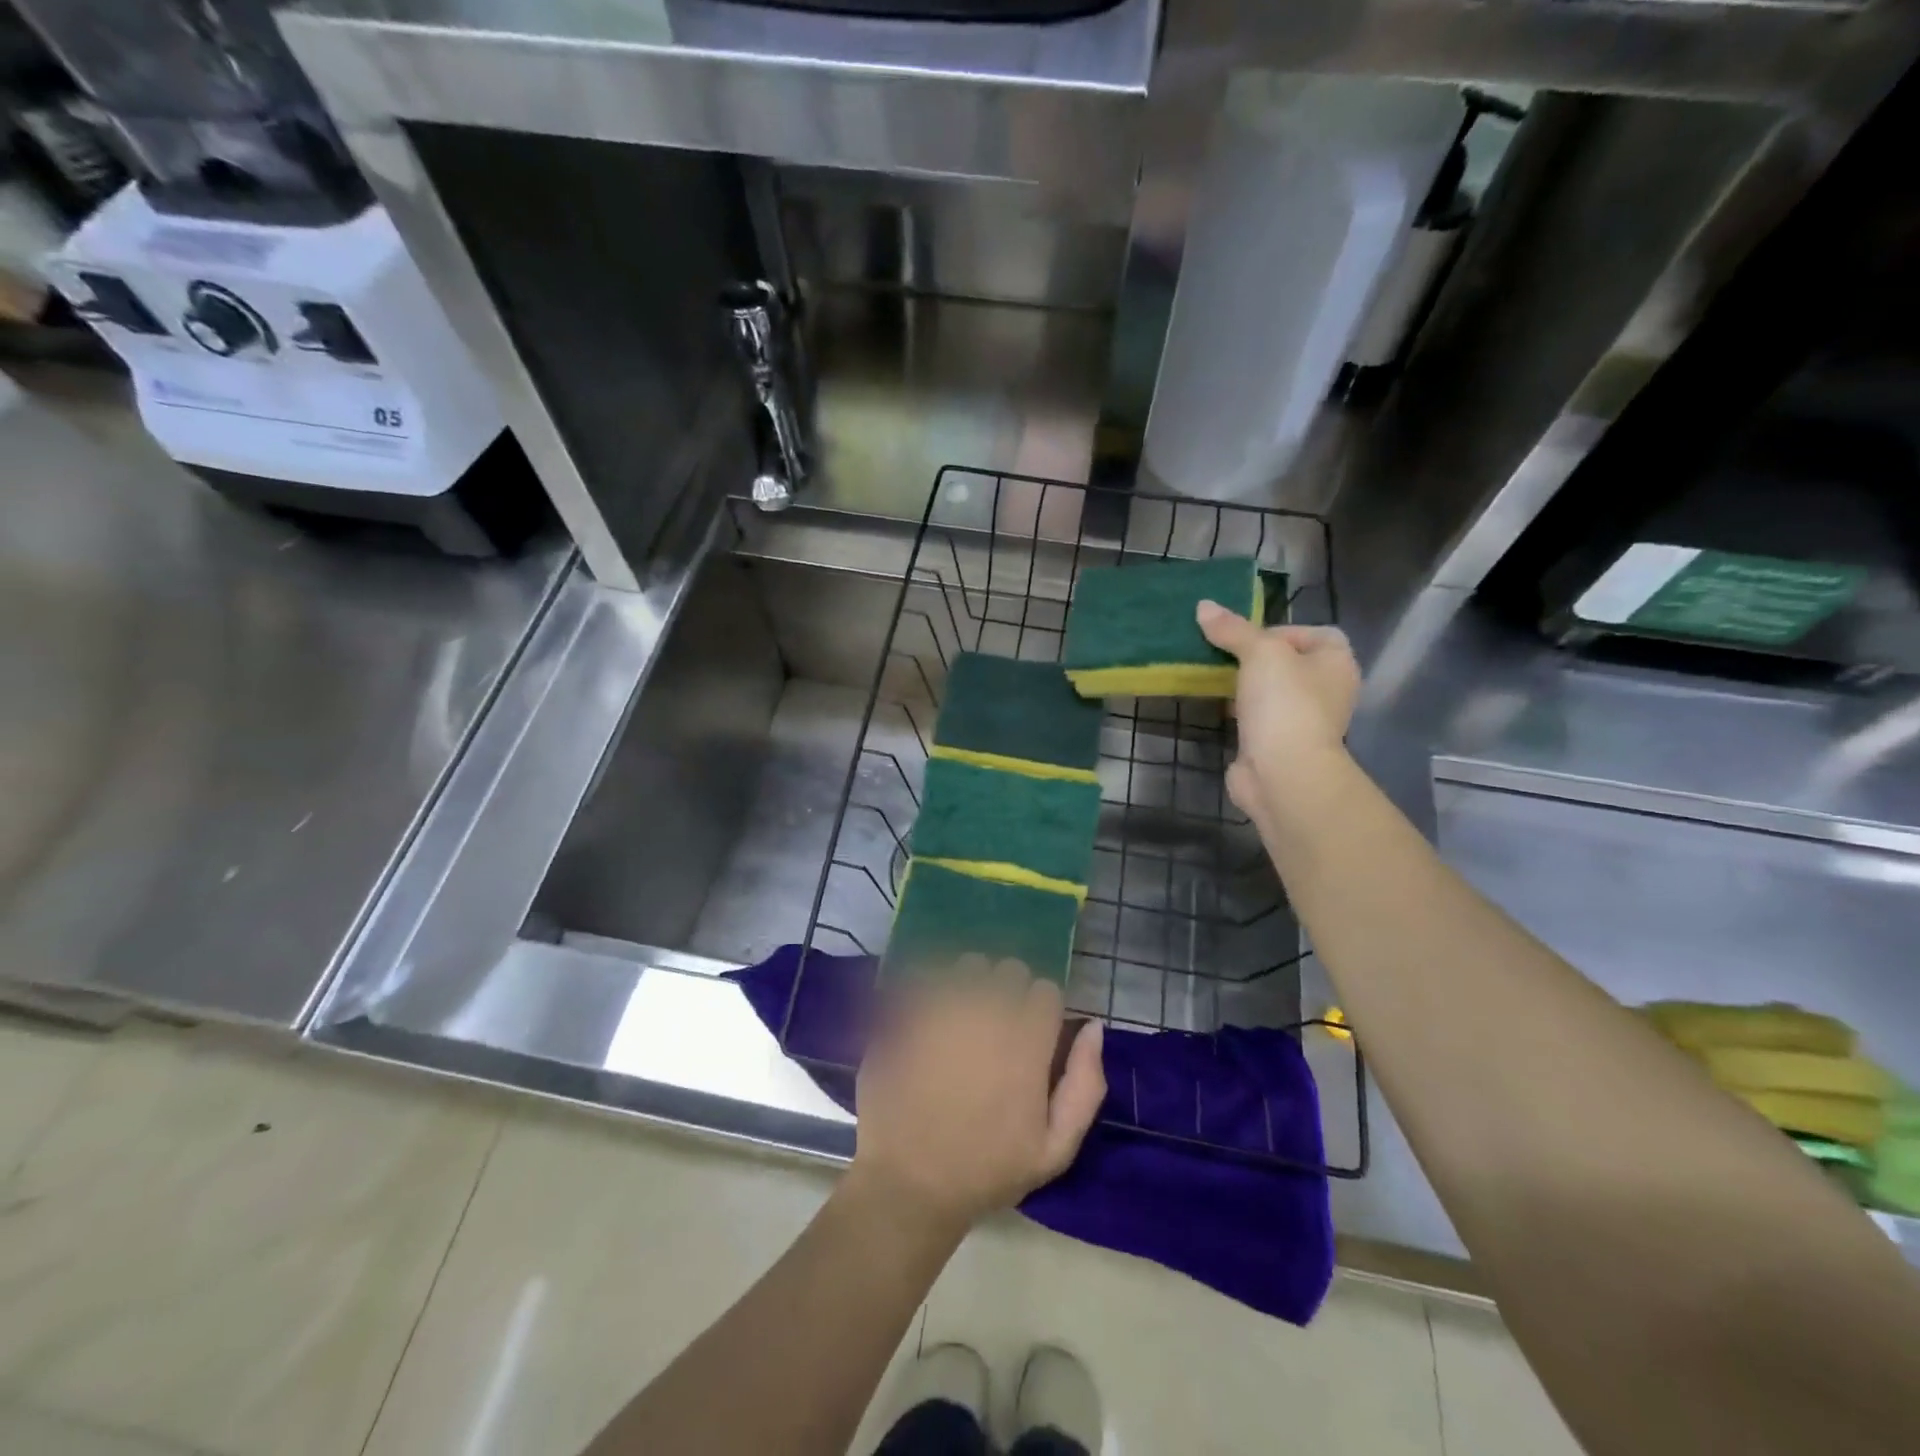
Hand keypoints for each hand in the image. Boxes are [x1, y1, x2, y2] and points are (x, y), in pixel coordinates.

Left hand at [849, 958, 1105, 1238]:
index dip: (1042, 1010)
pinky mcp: (907, 1011)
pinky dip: (935, 988)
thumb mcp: (1055, 1149)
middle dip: (1009, 991)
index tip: (1032, 1035)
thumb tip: (1093, 1028)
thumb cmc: (986, 1170)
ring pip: (969, 965)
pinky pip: (929, 976)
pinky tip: (932, 1017)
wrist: (909, 1182)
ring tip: (962, 1018)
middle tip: (997, 1027)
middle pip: (1009, 969)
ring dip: (972, 983)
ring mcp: (942, 1007)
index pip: (1046, 990)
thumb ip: (1085, 1085)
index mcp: (1026, 1042)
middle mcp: (987, 1013)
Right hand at [1196, 601, 1360, 820]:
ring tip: (1216, 678)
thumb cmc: (1284, 703)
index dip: (1282, 630)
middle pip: (1290, 663)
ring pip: (1272, 692)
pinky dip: (1240, 713)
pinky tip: (1219, 709)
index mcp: (1337, 663)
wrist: (1283, 772)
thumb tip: (1203, 606)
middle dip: (1256, 658)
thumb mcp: (1259, 653)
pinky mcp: (1279, 745)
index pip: (1316, 634)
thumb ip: (1233, 629)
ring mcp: (1304, 721)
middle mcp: (1328, 691)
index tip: (1248, 638)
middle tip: (1225, 655)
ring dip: (1246, 686)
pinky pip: (1258, 719)